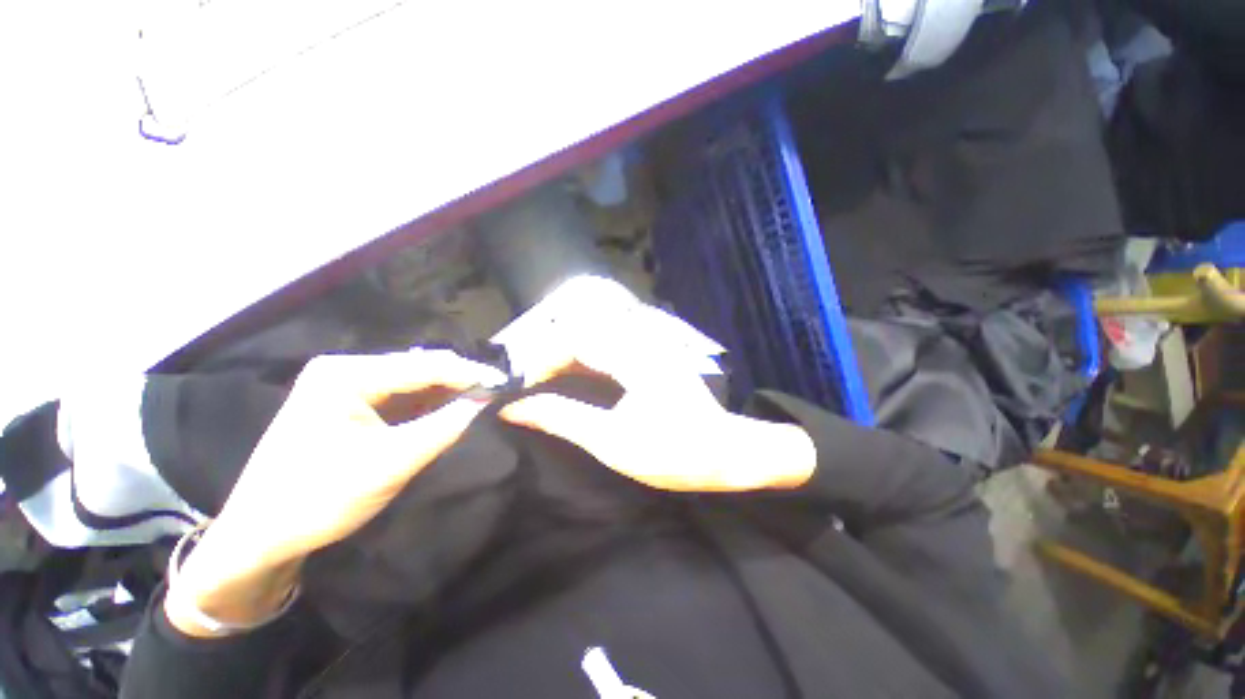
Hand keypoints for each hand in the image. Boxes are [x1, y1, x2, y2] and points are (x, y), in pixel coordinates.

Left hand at [167, 349, 505, 636]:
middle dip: (459, 381)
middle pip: (418, 368)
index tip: (504, 384)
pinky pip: (399, 395)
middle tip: (495, 395)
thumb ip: (443, 428)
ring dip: (445, 392)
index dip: (469, 373)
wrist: (259, 536)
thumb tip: (485, 400)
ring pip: (411, 381)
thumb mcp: (390, 465)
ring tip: (479, 401)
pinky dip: (427, 403)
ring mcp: (343, 384)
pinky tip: (448, 410)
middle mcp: (344, 369)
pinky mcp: (347, 402)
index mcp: (345, 375)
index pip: (424, 365)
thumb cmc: (319, 499)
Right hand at [498, 337, 815, 492]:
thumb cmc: (672, 453)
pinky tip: (572, 379)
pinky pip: (606, 346)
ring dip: (563, 357)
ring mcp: (647, 344)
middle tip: (526, 387)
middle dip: (547, 357)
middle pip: (579, 332)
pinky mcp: (650, 354)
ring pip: (591, 336)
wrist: (724, 453)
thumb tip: (515, 408)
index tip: (518, 389)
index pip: (572, 340)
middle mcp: (640, 340)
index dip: (539, 361)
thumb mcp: (611, 441)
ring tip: (542, 385)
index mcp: (632, 357)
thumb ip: (562, 418)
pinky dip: (582, 360)